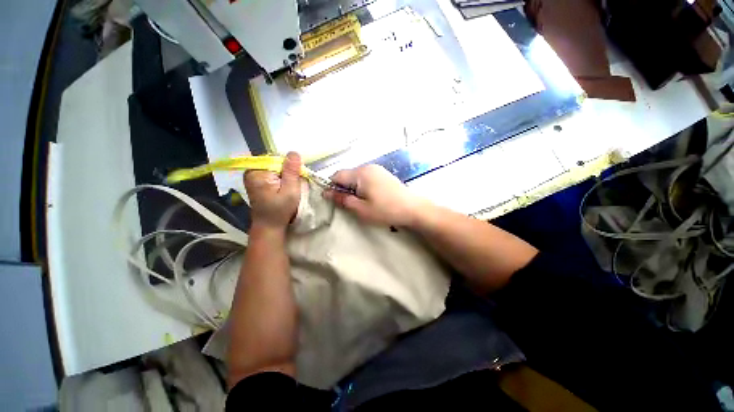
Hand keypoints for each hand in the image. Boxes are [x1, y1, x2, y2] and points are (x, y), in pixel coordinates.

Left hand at [244, 152, 301, 230]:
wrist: (269, 226)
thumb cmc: (280, 210)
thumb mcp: (290, 191)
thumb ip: (291, 171)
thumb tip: (293, 152)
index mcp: (257, 172)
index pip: (277, 158)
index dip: (290, 166)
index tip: (296, 178)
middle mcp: (252, 171)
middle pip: (275, 162)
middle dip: (287, 171)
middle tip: (293, 185)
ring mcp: (253, 176)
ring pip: (275, 167)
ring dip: (285, 175)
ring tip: (289, 188)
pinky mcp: (256, 181)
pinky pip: (272, 173)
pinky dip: (280, 178)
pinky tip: (284, 188)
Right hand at [324, 164, 426, 226]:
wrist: (413, 208)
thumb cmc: (385, 210)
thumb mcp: (360, 208)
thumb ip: (342, 199)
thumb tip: (326, 192)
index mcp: (360, 173)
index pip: (337, 175)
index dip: (331, 187)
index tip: (334, 200)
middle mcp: (368, 167)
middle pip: (347, 175)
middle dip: (343, 188)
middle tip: (350, 204)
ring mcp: (377, 169)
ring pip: (357, 177)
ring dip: (353, 188)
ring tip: (361, 202)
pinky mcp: (384, 174)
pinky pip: (366, 178)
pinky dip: (363, 186)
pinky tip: (371, 197)